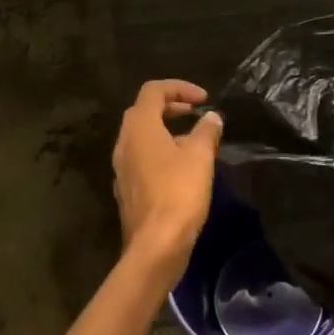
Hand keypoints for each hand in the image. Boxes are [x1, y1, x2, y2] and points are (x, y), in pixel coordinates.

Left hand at [112, 80, 220, 286]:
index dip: (179, 87)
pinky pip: (142, 158)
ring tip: (195, 141)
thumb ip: (206, 130)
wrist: (155, 247)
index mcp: (139, 127)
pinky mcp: (127, 189)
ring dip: (167, 130)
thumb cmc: (178, 193)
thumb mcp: (200, 156)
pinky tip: (182, 168)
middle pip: (144, 111)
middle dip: (172, 106)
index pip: (153, 91)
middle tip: (196, 113)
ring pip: (142, 136)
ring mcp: (122, 168)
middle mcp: (124, 143)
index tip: (204, 99)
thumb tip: (211, 117)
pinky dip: (161, 152)